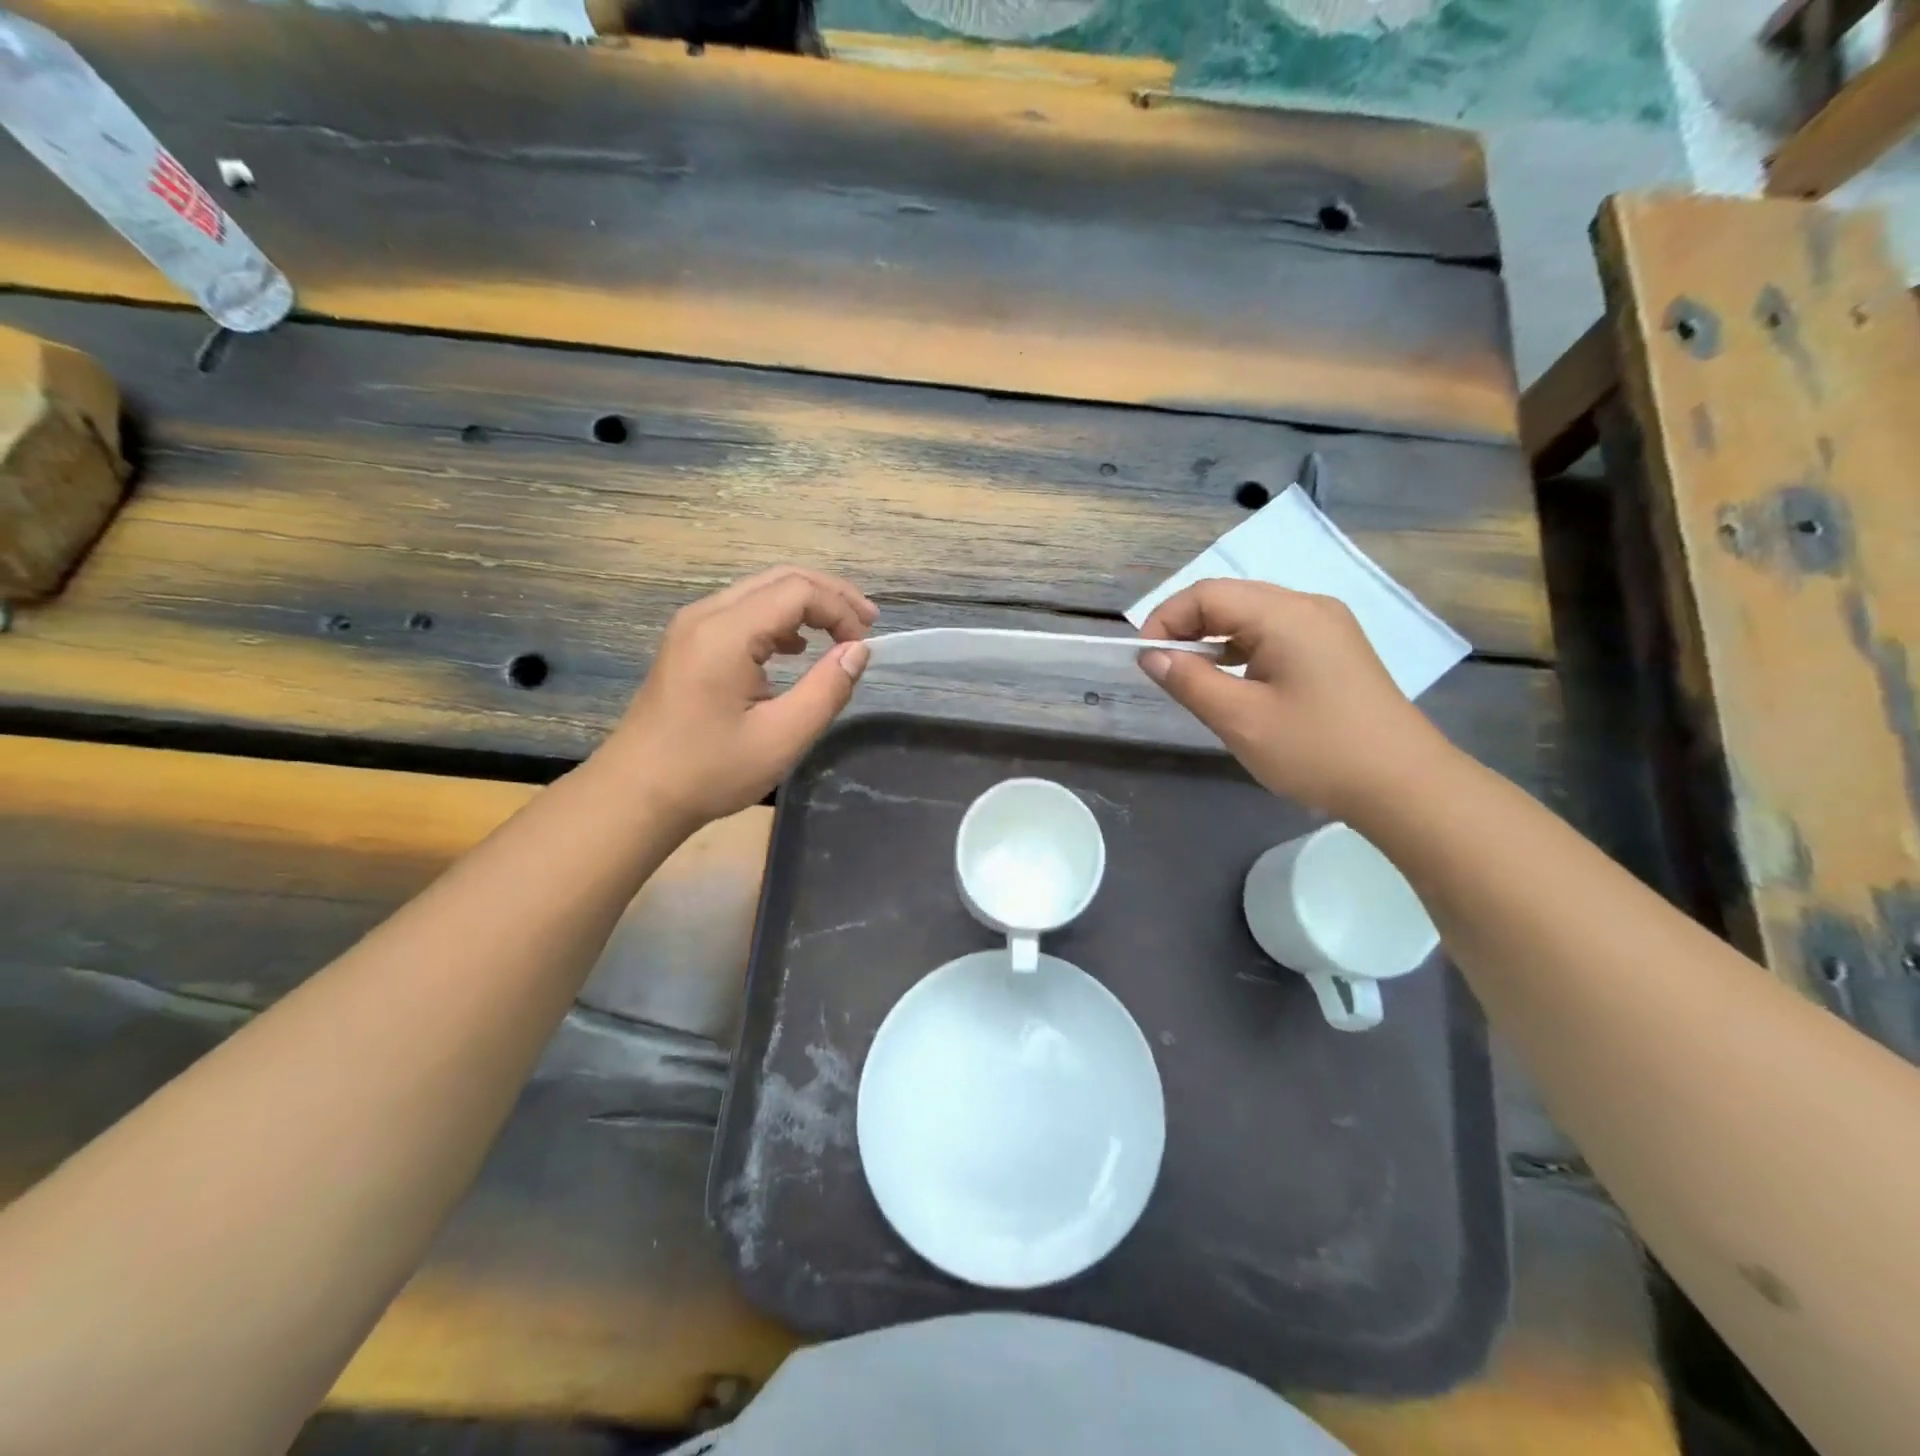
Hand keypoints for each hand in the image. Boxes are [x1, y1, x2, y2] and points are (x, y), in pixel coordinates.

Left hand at [604, 567, 876, 826]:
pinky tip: (797, 649)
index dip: (840, 609)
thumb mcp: (782, 737)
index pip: (798, 591)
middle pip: (780, 579)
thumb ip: (826, 689)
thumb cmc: (711, 771)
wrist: (637, 793)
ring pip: (761, 591)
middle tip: (867, 623)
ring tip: (841, 633)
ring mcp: (693, 626)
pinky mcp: (689, 642)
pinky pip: (743, 611)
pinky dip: (779, 619)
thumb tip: (858, 651)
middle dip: (830, 595)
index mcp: (726, 633)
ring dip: (806, 605)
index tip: (864, 646)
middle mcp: (706, 615)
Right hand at [1138, 580, 1450, 819]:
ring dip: (1214, 640)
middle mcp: (1308, 607)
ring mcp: (1326, 628)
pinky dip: (1242, 651)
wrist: (1404, 785)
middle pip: (1230, 599)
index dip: (1166, 619)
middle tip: (1162, 670)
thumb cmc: (1316, 750)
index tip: (1144, 660)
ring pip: (1252, 617)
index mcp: (1286, 614)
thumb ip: (1190, 681)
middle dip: (1187, 628)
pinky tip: (1232, 683)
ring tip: (1190, 679)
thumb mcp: (1241, 720)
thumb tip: (1152, 656)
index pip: (1208, 594)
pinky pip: (1274, 636)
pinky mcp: (1334, 651)